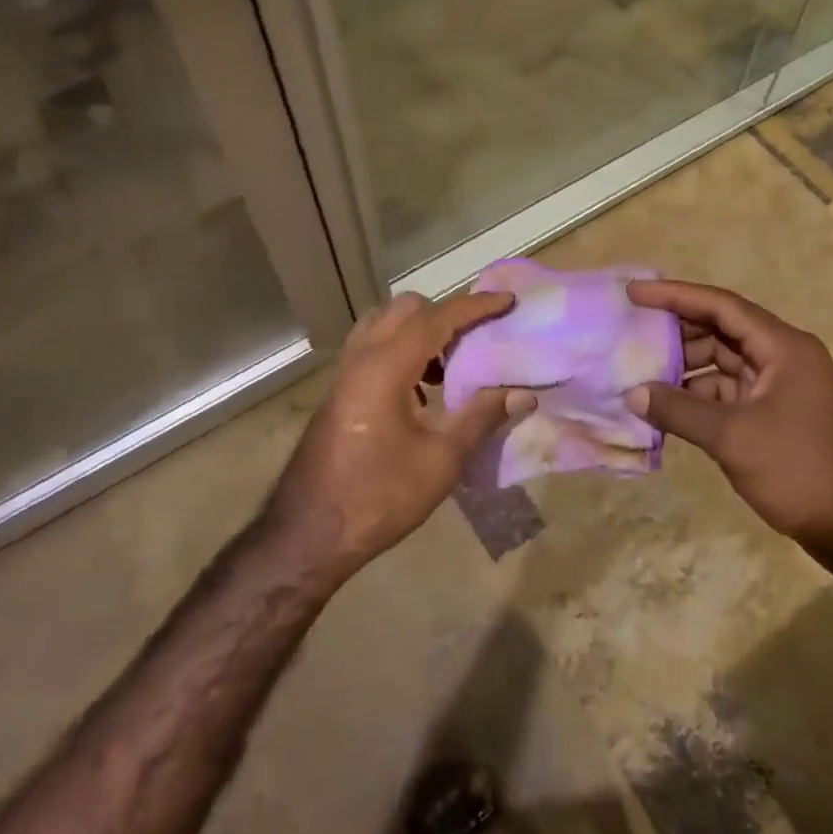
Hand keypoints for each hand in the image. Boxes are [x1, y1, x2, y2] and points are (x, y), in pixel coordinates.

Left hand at [268, 291, 533, 577]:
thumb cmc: (378, 497)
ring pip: (385, 324)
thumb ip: (481, 418)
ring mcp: (345, 372)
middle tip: (477, 336)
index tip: (508, 301)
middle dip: (445, 312)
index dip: (475, 306)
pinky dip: (401, 349)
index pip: (437, 318)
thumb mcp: (440, 462)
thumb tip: (523, 393)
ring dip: (420, 331)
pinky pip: (374, 347)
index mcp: (386, 367)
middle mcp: (362, 357)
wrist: (309, 533)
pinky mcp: (340, 390)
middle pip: (406, 309)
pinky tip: (421, 390)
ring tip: (452, 363)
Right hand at [625, 279, 832, 565]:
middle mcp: (784, 356)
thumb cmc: (801, 470)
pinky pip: (730, 390)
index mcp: (783, 347)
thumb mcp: (733, 437)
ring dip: (686, 367)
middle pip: (722, 330)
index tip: (635, 293)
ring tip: (641, 373)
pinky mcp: (776, 413)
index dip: (675, 295)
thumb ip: (679, 410)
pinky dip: (700, 395)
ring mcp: (781, 386)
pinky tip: (668, 406)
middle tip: (632, 335)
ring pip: (724, 362)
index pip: (721, 305)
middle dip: (677, 332)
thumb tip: (632, 393)